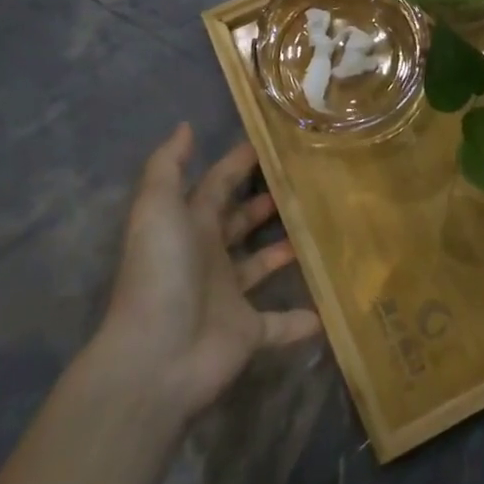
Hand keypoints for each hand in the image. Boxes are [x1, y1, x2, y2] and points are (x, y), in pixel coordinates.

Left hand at [94, 124, 320, 420]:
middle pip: (239, 224)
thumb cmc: (160, 273)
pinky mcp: (247, 333)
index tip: (273, 144)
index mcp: (189, 227)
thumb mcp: (156, 209)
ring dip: (282, 252)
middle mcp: (208, 258)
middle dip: (264, 204)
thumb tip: (185, 126)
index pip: (216, 186)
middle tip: (305, 184)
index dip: (238, 164)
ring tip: (320, 230)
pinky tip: (328, 308)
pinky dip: (300, 320)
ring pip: (259, 267)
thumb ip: (168, 166)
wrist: (155, 358)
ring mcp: (228, 297)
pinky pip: (280, 324)